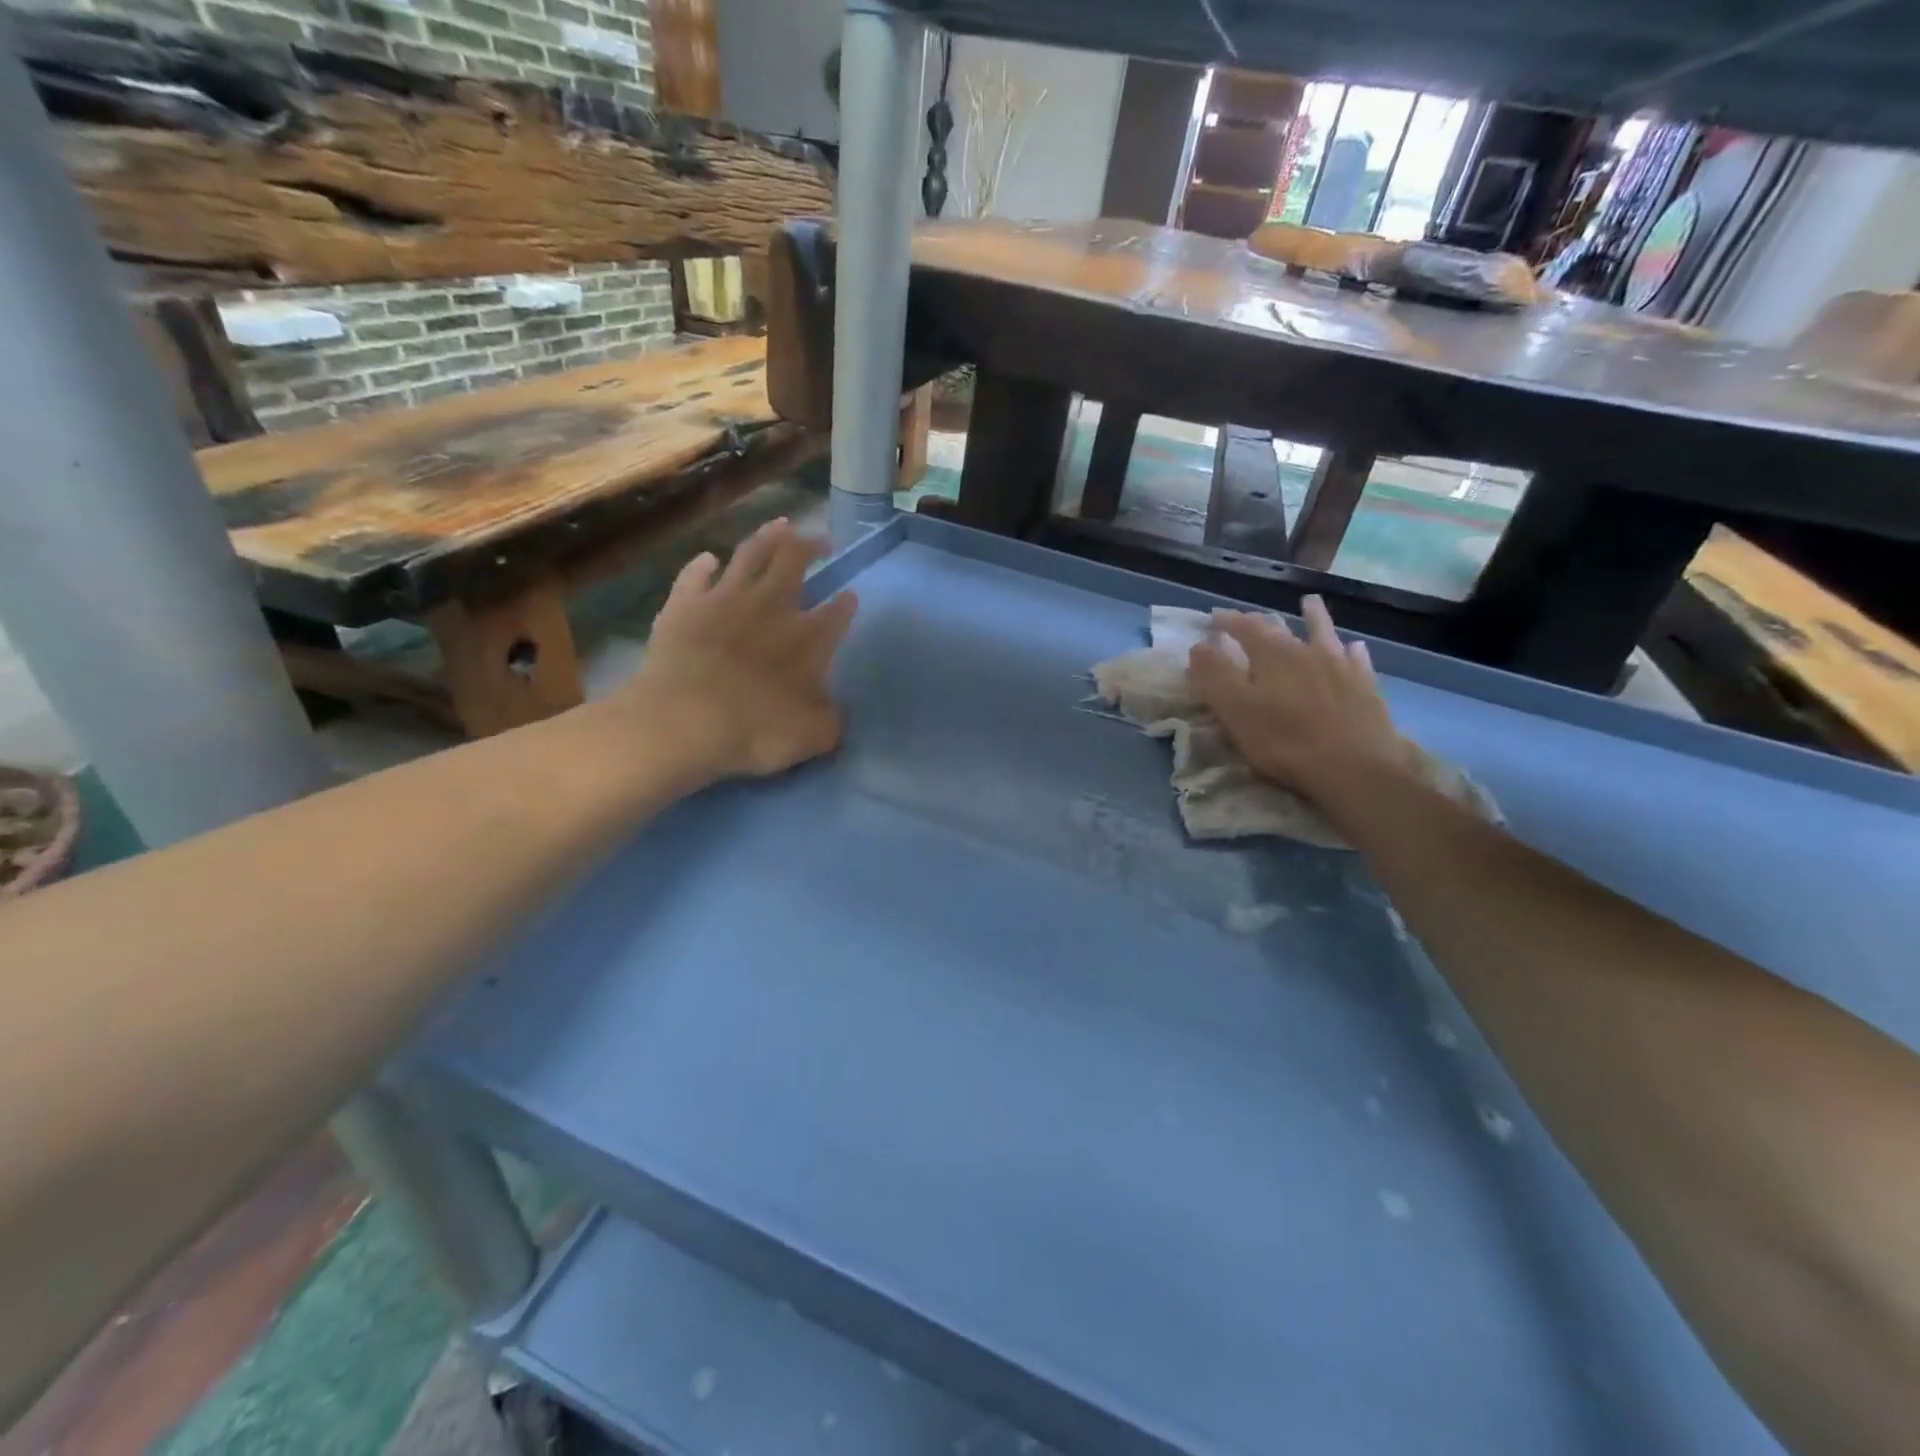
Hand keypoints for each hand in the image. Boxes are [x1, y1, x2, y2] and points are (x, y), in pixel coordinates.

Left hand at [627, 518, 857, 780]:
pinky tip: (710, 559)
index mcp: (808, 638)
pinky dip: (704, 564)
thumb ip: (830, 719)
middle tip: (821, 541)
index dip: (846, 603)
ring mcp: (725, 599)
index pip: (836, 612)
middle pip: (795, 561)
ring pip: (751, 553)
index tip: (850, 596)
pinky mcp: (685, 604)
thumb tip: (834, 709)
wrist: (683, 722)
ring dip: (768, 536)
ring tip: (782, 526)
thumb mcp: (812, 737)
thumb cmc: (755, 731)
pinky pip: (696, 574)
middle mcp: (771, 607)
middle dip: (812, 546)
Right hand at [1187, 595, 1411, 809]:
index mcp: (1272, 656)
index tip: (1213, 618)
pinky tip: (1354, 648)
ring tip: (1310, 604)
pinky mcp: (1366, 688)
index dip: (1227, 621)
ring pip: (1324, 635)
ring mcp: (1341, 668)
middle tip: (1249, 619)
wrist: (1356, 768)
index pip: (1245, 628)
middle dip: (1262, 622)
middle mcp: (1307, 652)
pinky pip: (1357, 661)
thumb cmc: (1285, 742)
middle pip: (1281, 630)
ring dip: (1314, 618)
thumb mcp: (1236, 711)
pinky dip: (1351, 651)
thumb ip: (1214, 676)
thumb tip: (1199, 646)